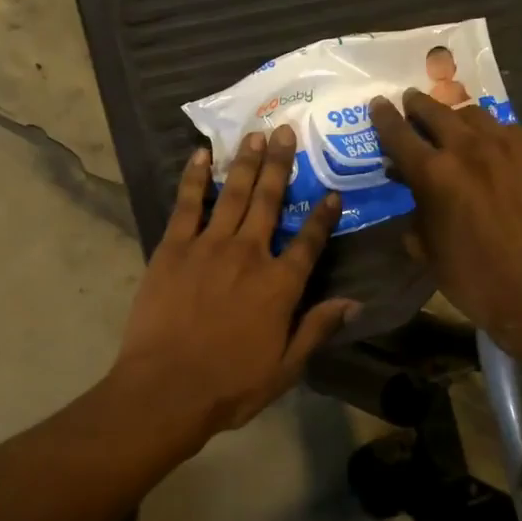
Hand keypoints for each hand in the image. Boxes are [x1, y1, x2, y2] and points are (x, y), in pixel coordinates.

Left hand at [111, 125, 357, 442]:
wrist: (166, 388)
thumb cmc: (230, 385)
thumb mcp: (286, 367)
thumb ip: (317, 329)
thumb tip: (354, 302)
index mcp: (280, 285)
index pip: (309, 242)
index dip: (323, 216)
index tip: (331, 192)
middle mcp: (249, 254)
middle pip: (269, 202)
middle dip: (280, 165)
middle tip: (285, 132)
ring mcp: (208, 247)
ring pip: (233, 195)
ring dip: (245, 163)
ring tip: (254, 135)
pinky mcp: (173, 248)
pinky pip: (188, 205)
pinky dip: (195, 178)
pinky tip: (201, 156)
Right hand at [370, 91, 521, 351]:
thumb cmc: (472, 278)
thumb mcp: (426, 246)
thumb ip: (414, 208)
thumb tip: (410, 187)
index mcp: (433, 173)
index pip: (398, 133)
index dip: (384, 118)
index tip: (378, 104)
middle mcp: (470, 148)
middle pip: (436, 112)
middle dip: (419, 105)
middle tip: (412, 102)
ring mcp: (511, 146)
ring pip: (476, 116)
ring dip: (458, 120)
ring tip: (456, 128)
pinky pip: (512, 132)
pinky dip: (496, 138)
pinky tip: (497, 153)